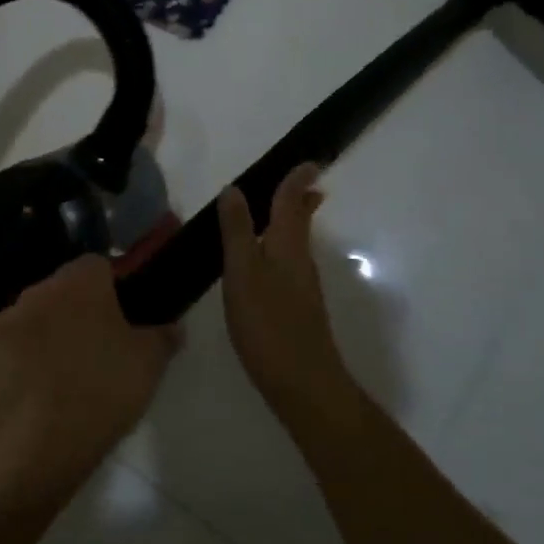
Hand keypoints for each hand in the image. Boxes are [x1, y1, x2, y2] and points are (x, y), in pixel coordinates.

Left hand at [0, 255, 177, 504]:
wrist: (33, 450)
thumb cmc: (100, 392)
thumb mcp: (149, 365)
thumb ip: (163, 336)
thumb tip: (173, 326)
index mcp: (79, 282)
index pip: (98, 265)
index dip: (112, 289)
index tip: (122, 321)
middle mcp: (37, 291)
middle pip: (63, 292)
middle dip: (77, 313)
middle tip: (97, 351)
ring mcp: (3, 324)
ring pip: (33, 320)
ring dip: (46, 338)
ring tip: (63, 379)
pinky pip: (8, 351)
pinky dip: (20, 365)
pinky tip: (35, 398)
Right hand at [217, 165, 354, 423]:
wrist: (303, 383)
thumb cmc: (268, 323)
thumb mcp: (243, 273)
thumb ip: (238, 231)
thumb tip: (234, 190)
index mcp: (287, 244)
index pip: (293, 202)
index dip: (298, 179)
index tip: (310, 161)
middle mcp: (300, 259)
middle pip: (301, 220)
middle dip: (301, 199)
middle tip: (304, 181)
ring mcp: (302, 286)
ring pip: (297, 242)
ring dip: (292, 221)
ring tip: (280, 211)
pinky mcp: (298, 308)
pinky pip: (290, 262)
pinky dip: (282, 247)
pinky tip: (268, 260)